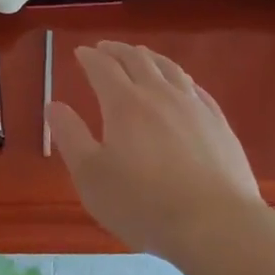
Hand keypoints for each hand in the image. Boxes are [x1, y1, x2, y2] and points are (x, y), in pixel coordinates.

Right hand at [48, 41, 264, 259]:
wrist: (217, 226)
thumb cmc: (143, 204)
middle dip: (117, 50)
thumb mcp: (91, 176)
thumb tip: (54, 105)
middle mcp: (159, 95)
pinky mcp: (219, 125)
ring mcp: (194, 107)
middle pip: (137, 59)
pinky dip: (181, 79)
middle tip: (105, 48)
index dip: (90, 57)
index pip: (103, 67)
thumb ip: (70, 137)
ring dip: (150, 57)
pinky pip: (197, 89)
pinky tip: (183, 85)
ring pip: (169, 69)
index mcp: (124, 104)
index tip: (80, 52)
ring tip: (141, 55)